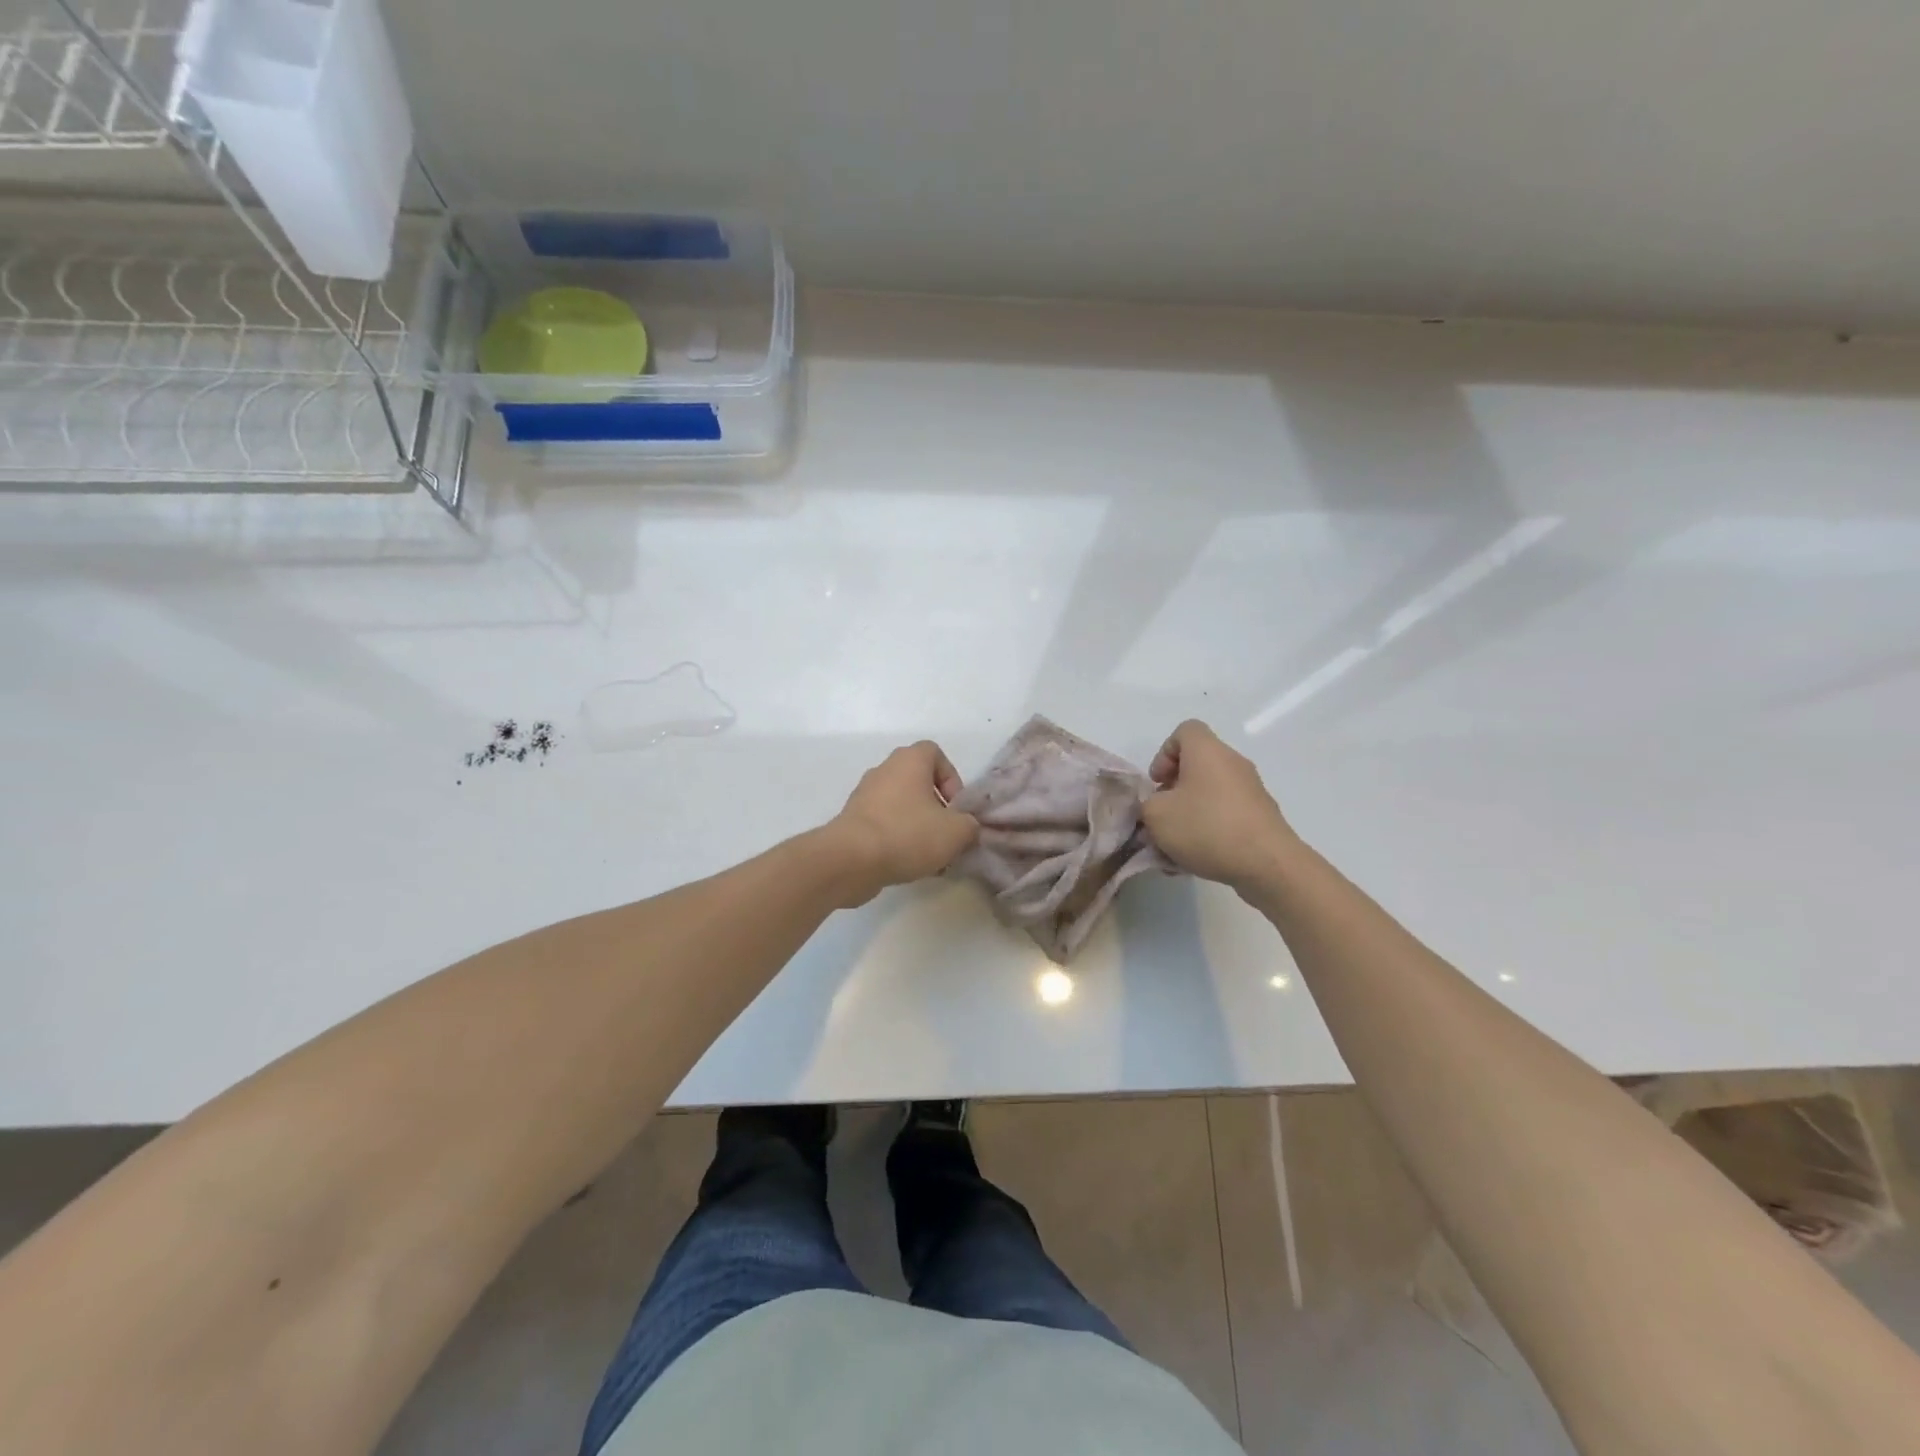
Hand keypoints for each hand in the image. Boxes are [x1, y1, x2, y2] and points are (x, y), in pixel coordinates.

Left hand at [826, 741, 979, 905]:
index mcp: (909, 761)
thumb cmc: (907, 834)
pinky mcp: (852, 821)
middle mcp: (884, 770)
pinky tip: (907, 865)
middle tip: (946, 834)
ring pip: (901, 806)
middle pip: (918, 782)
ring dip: (918, 826)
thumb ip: (969, 825)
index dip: (951, 778)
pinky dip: (897, 839)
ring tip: (929, 856)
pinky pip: (883, 824)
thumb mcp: (956, 832)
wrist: (851, 860)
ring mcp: (864, 795)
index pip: (935, 753)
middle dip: (936, 808)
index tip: (956, 807)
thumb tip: (965, 827)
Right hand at [1141, 720, 1297, 894]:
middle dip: (1174, 790)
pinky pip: (1226, 815)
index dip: (1164, 753)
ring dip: (1189, 814)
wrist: (1267, 864)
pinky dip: (1209, 830)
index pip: (1185, 731)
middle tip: (1163, 815)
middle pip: (1197, 765)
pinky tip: (1197, 859)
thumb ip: (1147, 805)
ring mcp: (1251, 790)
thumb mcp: (1156, 815)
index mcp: (1207, 752)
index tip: (1157, 783)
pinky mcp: (1261, 817)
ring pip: (1210, 794)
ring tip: (1175, 846)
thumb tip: (1158, 807)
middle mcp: (1232, 763)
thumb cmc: (1206, 827)